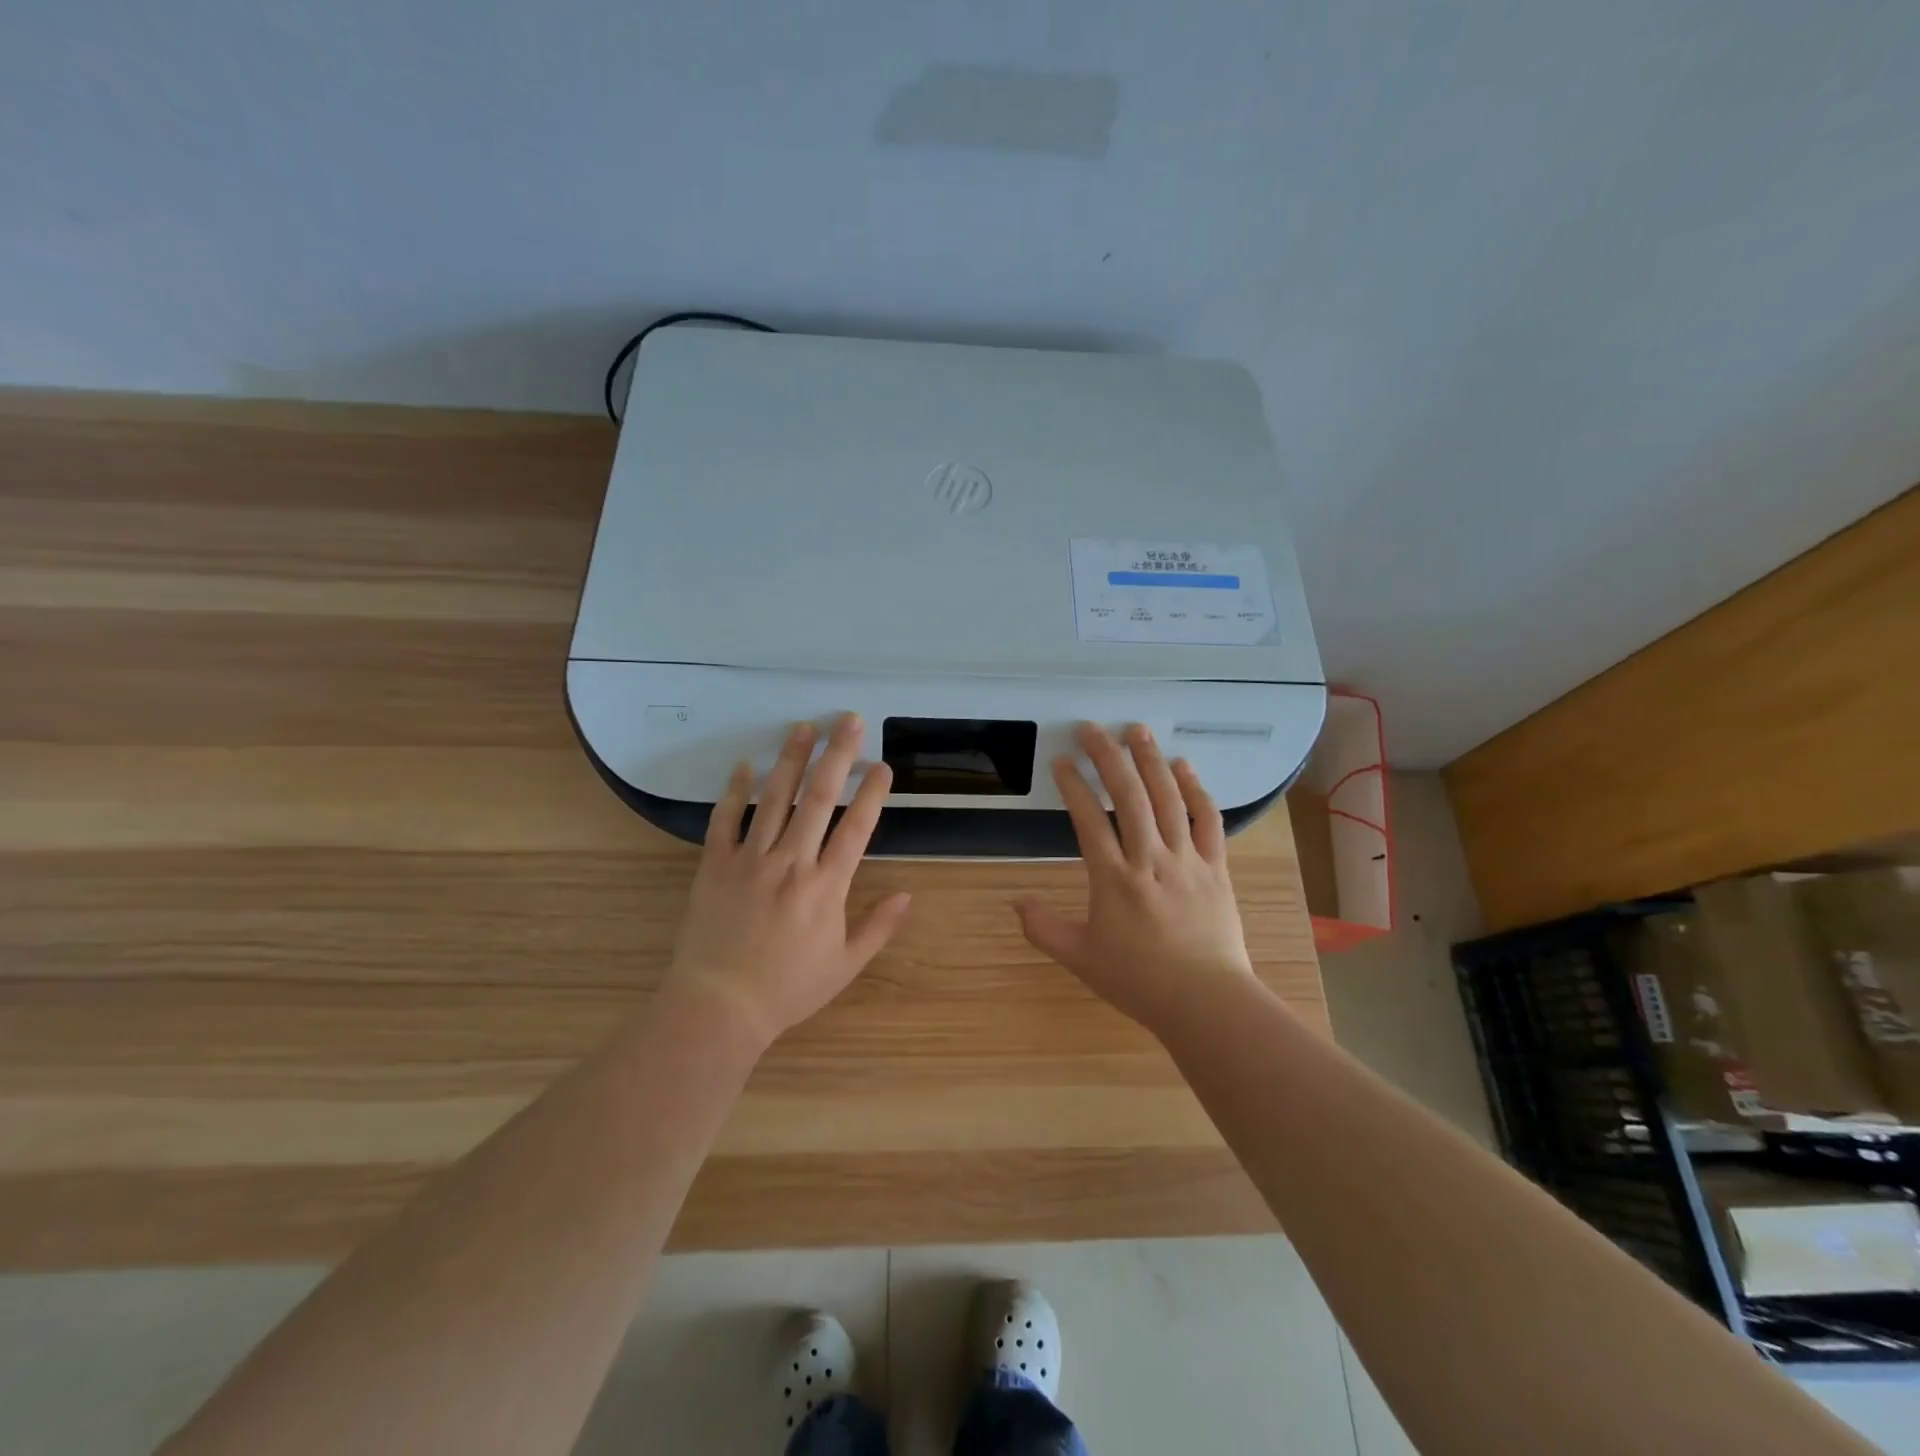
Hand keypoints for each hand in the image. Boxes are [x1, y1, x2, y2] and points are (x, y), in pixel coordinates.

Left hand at [666, 713, 910, 1048]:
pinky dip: (735, 791)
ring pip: (775, 798)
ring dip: (791, 759)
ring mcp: (750, 859)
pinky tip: (745, 765)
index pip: (857, 827)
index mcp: (827, 886)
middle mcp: (792, 861)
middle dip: (837, 755)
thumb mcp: (844, 965)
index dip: (873, 793)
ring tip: (803, 727)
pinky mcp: (714, 864)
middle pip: (819, 798)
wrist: (718, 1006)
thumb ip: (878, 927)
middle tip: (848, 720)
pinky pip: (725, 819)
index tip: (882, 765)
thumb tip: (908, 895)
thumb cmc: (788, 989)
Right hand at [1015, 723, 1255, 1033]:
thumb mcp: (1080, 958)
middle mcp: (1150, 859)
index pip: (1088, 820)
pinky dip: (1196, 790)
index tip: (1060, 761)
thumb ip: (1044, 928)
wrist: (1206, 1002)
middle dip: (1107, 757)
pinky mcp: (1216, 867)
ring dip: (1150, 761)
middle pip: (1128, 796)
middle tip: (1092, 728)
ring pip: (1168, 799)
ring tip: (1136, 730)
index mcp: (1114, 879)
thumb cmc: (1139, 980)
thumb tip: (1015, 903)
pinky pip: (1208, 820)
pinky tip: (1183, 767)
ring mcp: (1187, 860)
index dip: (1072, 786)